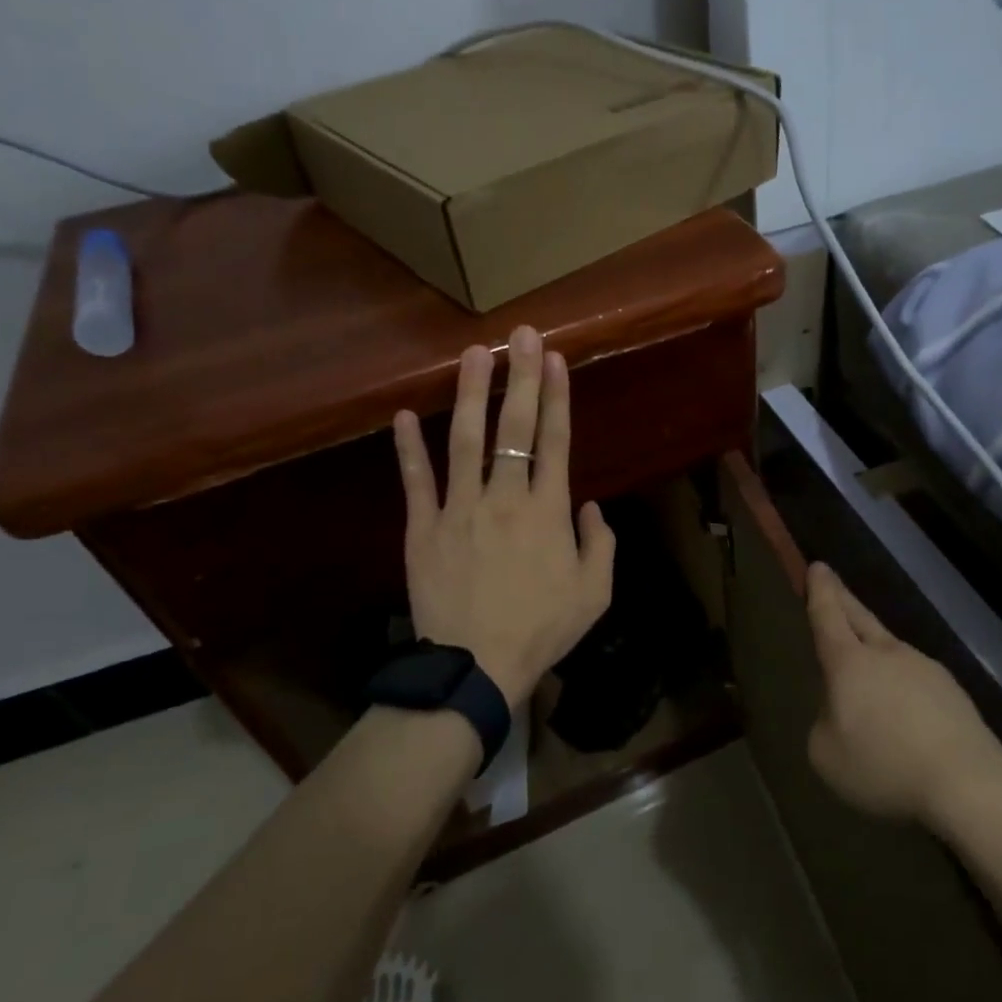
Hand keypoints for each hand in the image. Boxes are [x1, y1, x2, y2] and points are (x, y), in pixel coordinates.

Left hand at [392, 326, 615, 711]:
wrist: (475, 667)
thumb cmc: (542, 630)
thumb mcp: (595, 593)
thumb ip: (599, 543)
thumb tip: (589, 506)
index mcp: (547, 511)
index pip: (555, 441)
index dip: (557, 397)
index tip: (556, 359)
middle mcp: (504, 497)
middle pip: (513, 428)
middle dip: (520, 378)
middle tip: (521, 334)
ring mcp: (459, 509)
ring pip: (463, 441)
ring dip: (469, 394)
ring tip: (473, 354)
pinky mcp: (422, 528)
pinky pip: (415, 482)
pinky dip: (407, 449)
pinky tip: (402, 416)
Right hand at [805, 562, 1001, 833]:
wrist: (968, 783)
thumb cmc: (885, 766)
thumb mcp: (826, 754)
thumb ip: (823, 724)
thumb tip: (839, 712)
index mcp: (850, 662)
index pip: (828, 616)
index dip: (820, 591)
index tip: (817, 566)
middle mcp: (887, 654)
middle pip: (860, 618)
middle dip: (842, 599)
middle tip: (831, 582)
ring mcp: (925, 669)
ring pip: (890, 651)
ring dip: (874, 650)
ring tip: (866, 672)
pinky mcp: (953, 693)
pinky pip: (916, 681)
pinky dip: (902, 687)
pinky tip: (904, 715)